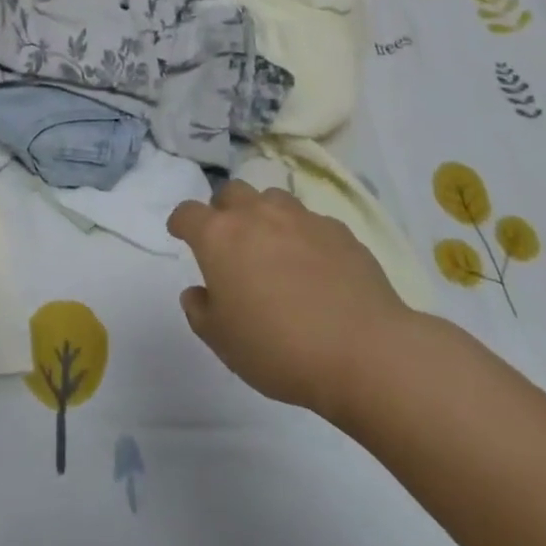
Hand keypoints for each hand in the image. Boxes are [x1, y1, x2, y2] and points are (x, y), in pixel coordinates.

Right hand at [168, 181, 416, 419]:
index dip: (180, 222)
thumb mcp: (223, 342)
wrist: (364, 351)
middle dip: (223, 210)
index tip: (180, 234)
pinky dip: (303, 235)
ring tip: (272, 247)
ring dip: (264, 215)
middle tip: (228, 241)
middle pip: (230, 193)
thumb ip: (201, 311)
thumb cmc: (279, 348)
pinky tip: (314, 266)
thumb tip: (198, 292)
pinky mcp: (339, 230)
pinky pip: (311, 222)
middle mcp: (256, 215)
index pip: (188, 213)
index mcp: (219, 237)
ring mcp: (301, 218)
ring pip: (272, 198)